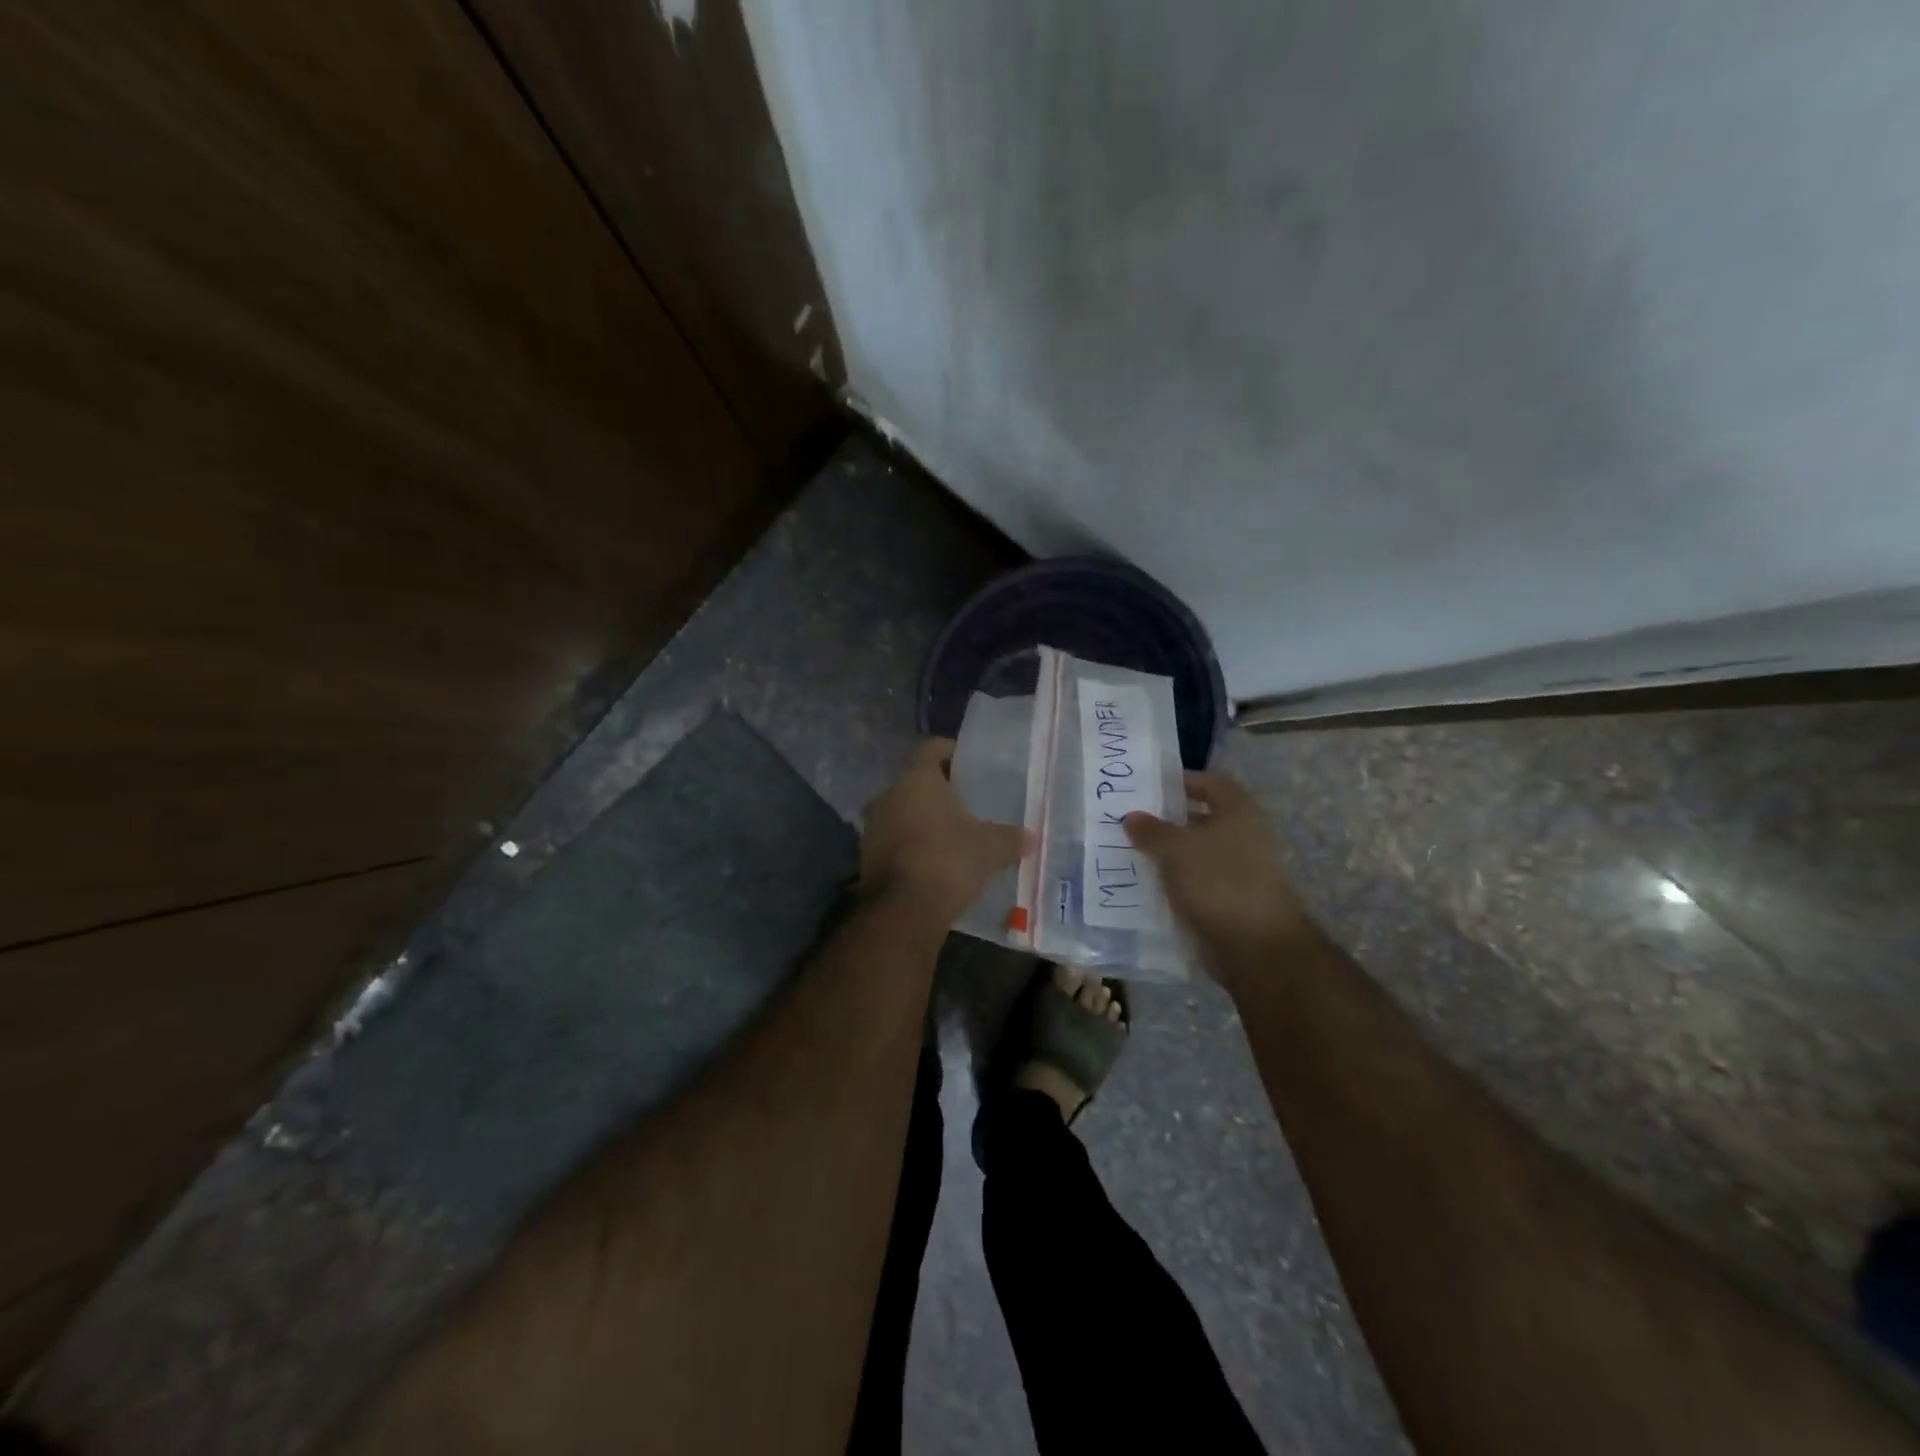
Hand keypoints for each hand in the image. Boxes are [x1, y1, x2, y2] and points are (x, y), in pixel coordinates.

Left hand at [860, 738, 1027, 921]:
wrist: (903, 911)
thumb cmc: (948, 861)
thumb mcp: (989, 848)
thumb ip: (1010, 837)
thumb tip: (1030, 836)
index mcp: (917, 779)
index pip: (932, 748)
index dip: (952, 752)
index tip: (971, 765)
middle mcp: (889, 795)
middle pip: (917, 782)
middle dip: (941, 792)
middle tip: (968, 803)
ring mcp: (874, 826)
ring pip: (904, 812)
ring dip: (925, 820)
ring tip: (954, 835)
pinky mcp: (867, 856)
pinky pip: (895, 840)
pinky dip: (913, 845)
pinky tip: (935, 861)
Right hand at [1123, 770, 1310, 963]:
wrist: (1255, 947)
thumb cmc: (1218, 881)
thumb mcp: (1176, 849)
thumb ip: (1151, 830)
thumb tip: (1132, 816)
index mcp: (1239, 812)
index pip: (1211, 783)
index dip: (1182, 780)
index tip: (1149, 787)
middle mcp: (1244, 837)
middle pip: (1202, 819)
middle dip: (1168, 820)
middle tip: (1131, 821)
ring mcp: (1240, 872)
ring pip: (1197, 854)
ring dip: (1168, 855)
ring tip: (1130, 853)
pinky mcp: (1231, 902)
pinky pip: (1197, 883)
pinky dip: (1175, 883)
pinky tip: (1146, 886)